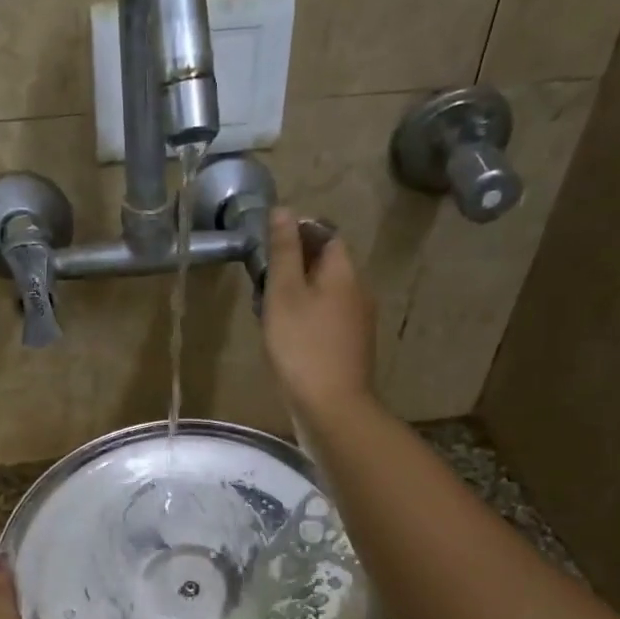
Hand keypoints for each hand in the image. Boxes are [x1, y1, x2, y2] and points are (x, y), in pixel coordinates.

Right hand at [261, 208, 376, 422]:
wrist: (332, 407)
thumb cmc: (302, 347)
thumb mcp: (284, 294)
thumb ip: (283, 252)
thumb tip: (284, 211)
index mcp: (344, 273)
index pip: (326, 235)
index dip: (298, 234)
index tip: (267, 247)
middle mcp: (358, 293)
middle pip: (326, 266)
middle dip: (294, 267)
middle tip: (261, 283)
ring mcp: (357, 324)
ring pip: (325, 295)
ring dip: (298, 296)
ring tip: (268, 312)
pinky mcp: (350, 349)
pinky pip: (326, 321)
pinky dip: (306, 320)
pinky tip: (286, 338)